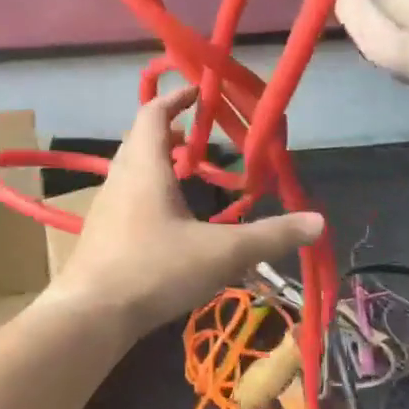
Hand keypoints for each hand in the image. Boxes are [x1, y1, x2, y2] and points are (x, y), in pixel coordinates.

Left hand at [45, 89, 323, 335]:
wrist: (90, 316)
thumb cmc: (155, 270)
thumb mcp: (222, 253)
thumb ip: (270, 236)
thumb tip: (318, 221)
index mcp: (144, 167)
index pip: (153, 114)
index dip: (175, 99)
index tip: (199, 93)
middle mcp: (119, 179)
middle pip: (140, 140)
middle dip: (171, 133)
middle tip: (203, 140)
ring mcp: (104, 208)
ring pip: (131, 171)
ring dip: (159, 165)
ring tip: (189, 179)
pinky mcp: (99, 235)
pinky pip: (126, 198)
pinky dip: (149, 193)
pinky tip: (169, 224)